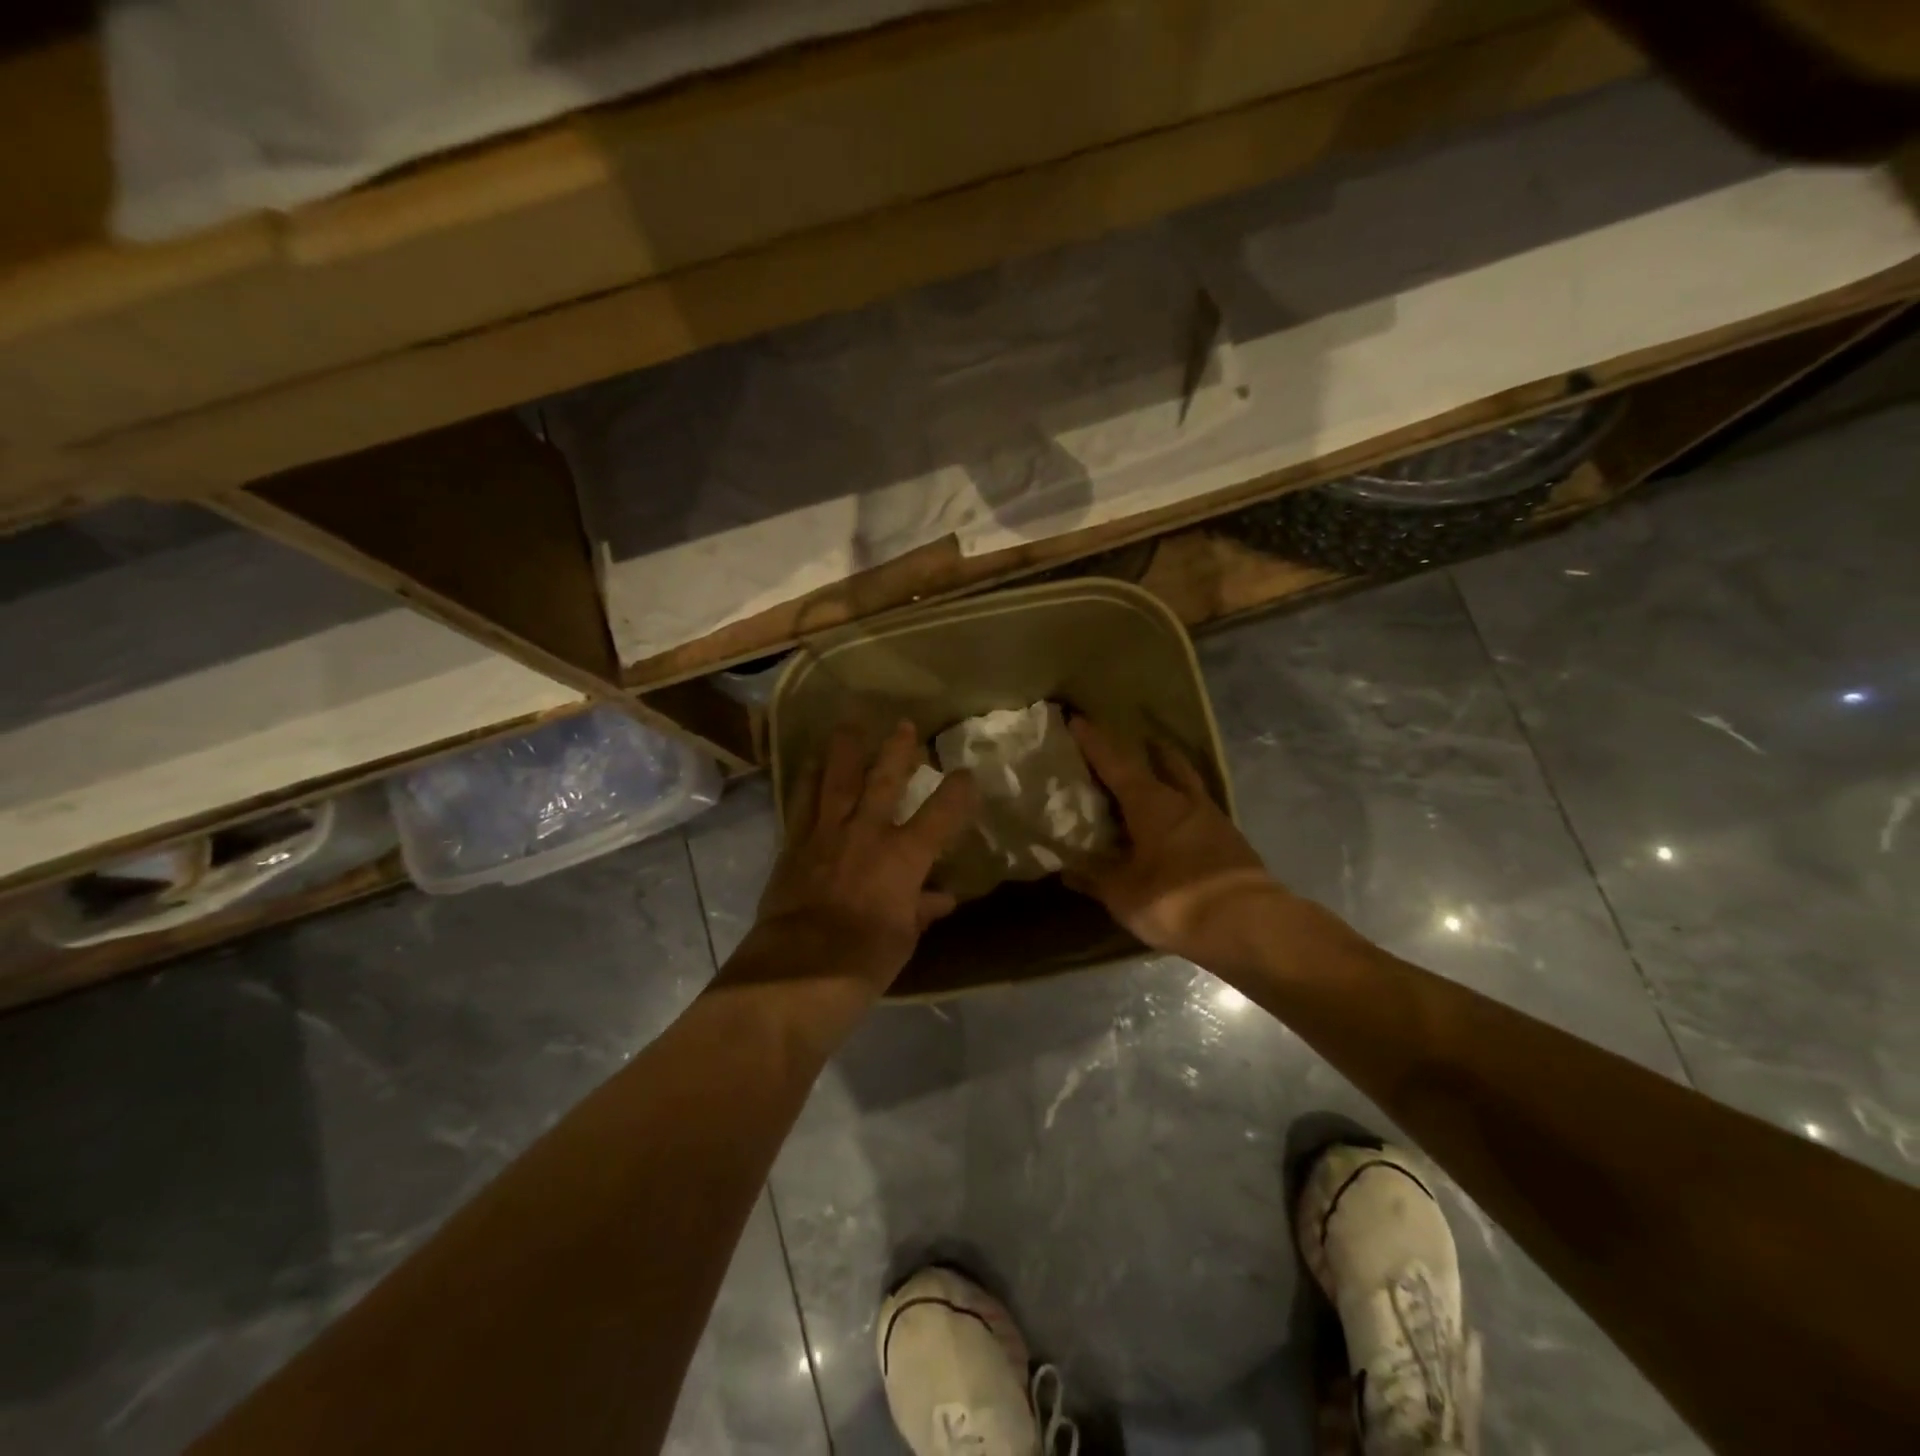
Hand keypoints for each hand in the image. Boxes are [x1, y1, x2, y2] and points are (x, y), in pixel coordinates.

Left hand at [743, 721, 976, 995]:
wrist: (798, 969)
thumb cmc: (864, 960)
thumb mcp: (903, 938)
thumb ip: (920, 910)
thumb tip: (941, 898)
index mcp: (904, 856)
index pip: (941, 813)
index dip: (958, 791)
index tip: (966, 775)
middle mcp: (867, 832)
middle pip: (885, 780)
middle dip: (898, 751)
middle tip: (905, 725)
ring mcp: (826, 833)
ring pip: (837, 779)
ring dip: (845, 750)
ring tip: (849, 724)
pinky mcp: (794, 844)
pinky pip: (801, 802)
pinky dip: (807, 781)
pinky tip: (809, 764)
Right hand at [1067, 717, 1280, 969]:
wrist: (1250, 926)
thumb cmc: (1176, 900)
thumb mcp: (1122, 894)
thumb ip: (1094, 877)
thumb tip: (1066, 867)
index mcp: (1151, 803)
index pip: (1115, 763)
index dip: (1094, 742)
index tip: (1077, 720)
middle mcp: (1183, 800)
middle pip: (1164, 762)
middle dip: (1147, 750)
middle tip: (1132, 742)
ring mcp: (1212, 819)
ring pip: (1188, 783)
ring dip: (1172, 773)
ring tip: (1157, 774)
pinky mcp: (1230, 841)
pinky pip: (1201, 811)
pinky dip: (1185, 808)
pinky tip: (1178, 823)